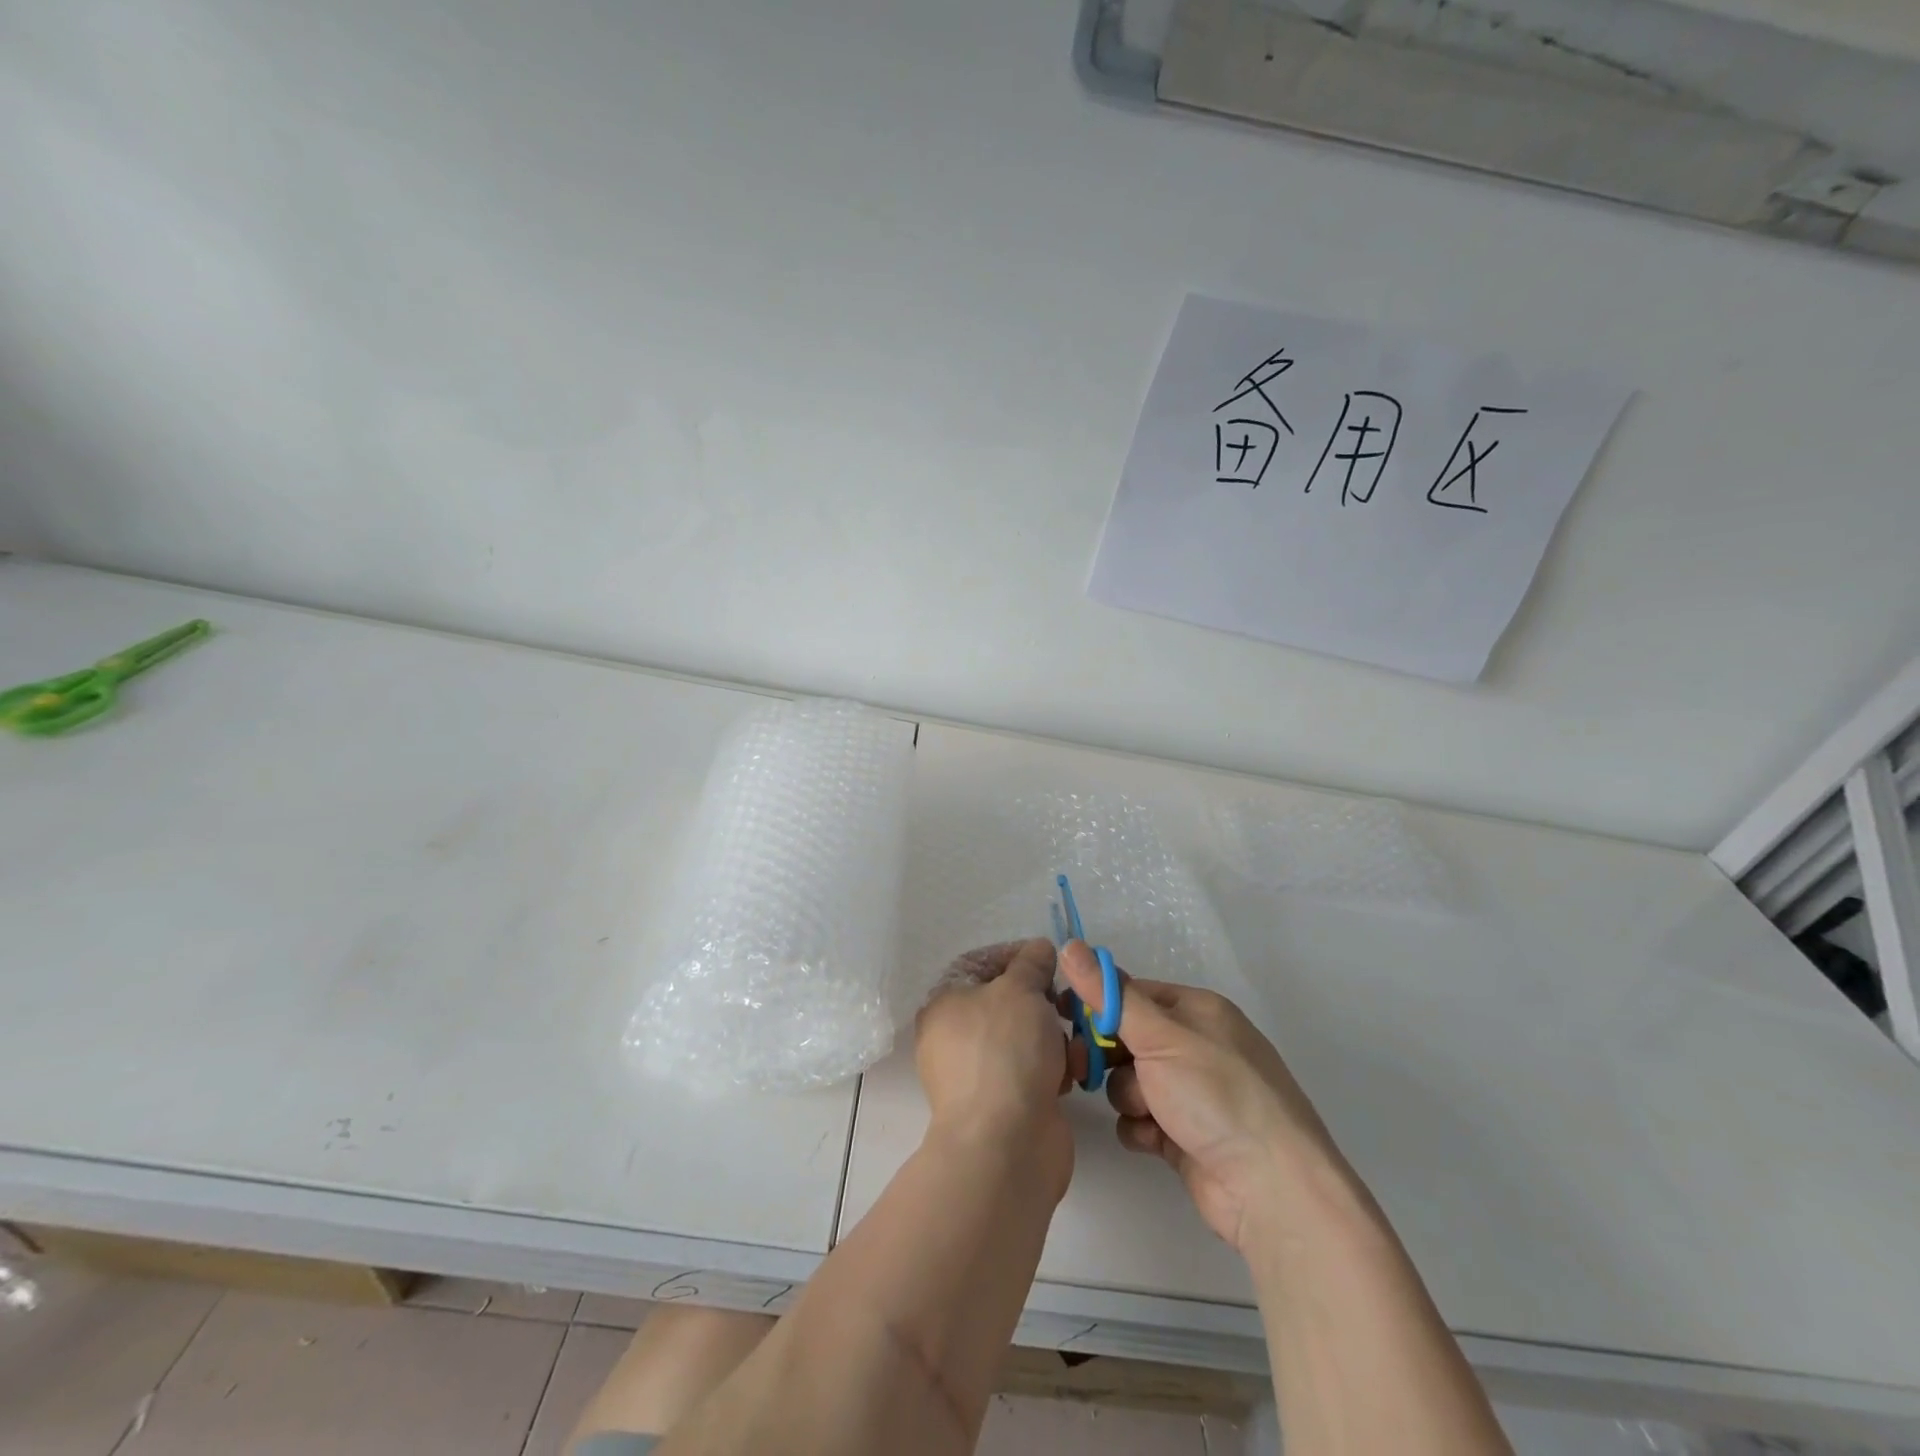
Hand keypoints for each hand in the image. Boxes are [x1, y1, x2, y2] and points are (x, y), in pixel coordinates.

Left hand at [915, 939, 1073, 1195]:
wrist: (1006, 1145)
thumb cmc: (1005, 1051)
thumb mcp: (1020, 990)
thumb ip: (1032, 962)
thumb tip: (1038, 949)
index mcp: (944, 1003)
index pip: (979, 963)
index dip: (1015, 954)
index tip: (1049, 959)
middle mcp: (954, 1036)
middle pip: (1006, 1001)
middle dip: (1043, 1000)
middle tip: (1066, 1002)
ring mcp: (979, 1073)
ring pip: (1025, 1037)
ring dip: (1055, 1035)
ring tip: (1073, 1043)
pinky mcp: (1005, 1104)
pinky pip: (1033, 1071)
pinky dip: (1054, 1068)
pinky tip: (1072, 1074)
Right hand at [1059, 943, 1350, 1253]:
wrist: (1271, 1188)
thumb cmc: (1216, 1094)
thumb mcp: (1159, 1035)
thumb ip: (1110, 995)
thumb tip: (1070, 945)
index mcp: (1197, 1010)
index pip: (1132, 993)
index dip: (1097, 1003)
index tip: (1061, 1014)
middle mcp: (1196, 1046)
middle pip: (1128, 1038)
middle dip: (1108, 1056)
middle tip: (1083, 1068)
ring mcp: (1192, 1093)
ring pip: (1130, 1081)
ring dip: (1129, 1096)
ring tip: (1147, 1112)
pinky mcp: (1186, 1135)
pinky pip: (1142, 1120)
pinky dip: (1141, 1128)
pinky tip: (1154, 1139)